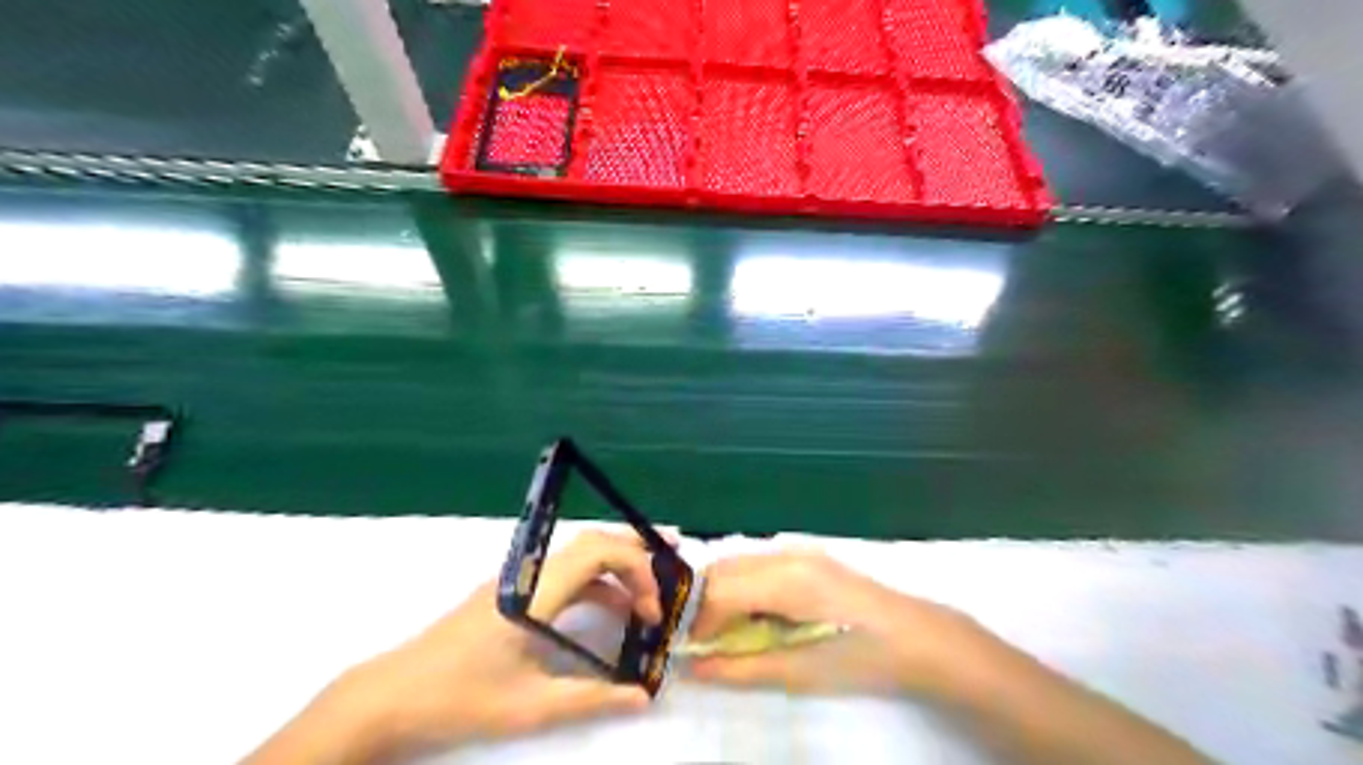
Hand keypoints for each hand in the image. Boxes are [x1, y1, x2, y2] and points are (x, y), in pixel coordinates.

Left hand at [250, 528, 669, 764]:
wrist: (389, 696)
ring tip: (646, 594)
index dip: (635, 568)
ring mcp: (516, 580)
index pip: (597, 551)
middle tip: (671, 567)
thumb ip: (592, 698)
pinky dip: (592, 583)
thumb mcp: (530, 705)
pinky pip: (562, 574)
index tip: (652, 609)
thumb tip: (642, 697)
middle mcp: (528, 573)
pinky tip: (607, 609)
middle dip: (634, 553)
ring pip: (577, 557)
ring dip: (614, 568)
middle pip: (591, 543)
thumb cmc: (459, 698)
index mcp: (535, 590)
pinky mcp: (509, 592)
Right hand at [688, 550, 987, 698]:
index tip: (690, 650)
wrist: (919, 637)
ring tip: (727, 632)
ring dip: (721, 594)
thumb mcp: (801, 672)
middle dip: (703, 604)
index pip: (718, 589)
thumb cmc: (863, 659)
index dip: (696, 620)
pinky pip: (757, 564)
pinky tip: (756, 615)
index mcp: (786, 579)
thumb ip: (742, 668)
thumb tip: (694, 667)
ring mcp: (798, 549)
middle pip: (722, 569)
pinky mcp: (807, 554)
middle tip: (703, 642)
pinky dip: (743, 587)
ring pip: (737, 563)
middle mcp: (786, 553)